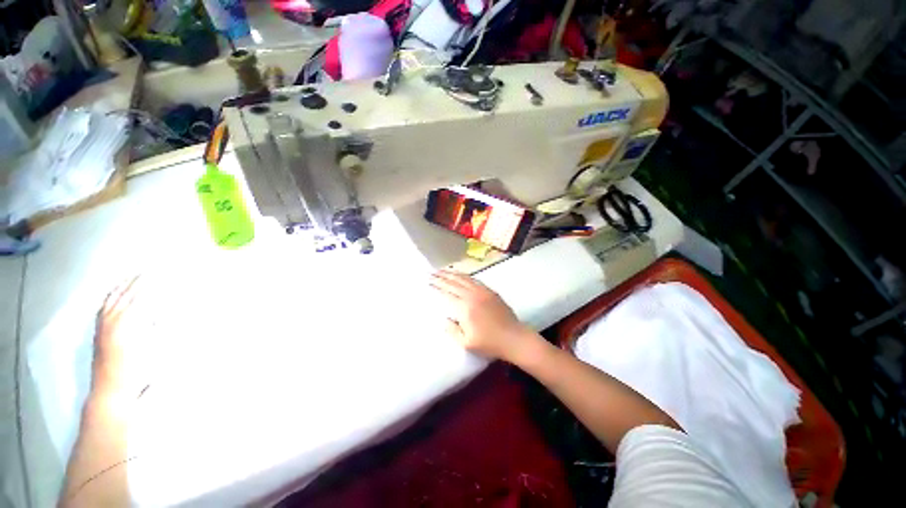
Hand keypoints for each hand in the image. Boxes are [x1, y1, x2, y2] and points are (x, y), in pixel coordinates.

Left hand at [92, 276, 148, 399]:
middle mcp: (111, 320)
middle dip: (136, 281)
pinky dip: (110, 297)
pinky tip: (114, 294)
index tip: (161, 274)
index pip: (140, 297)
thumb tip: (160, 308)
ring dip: (122, 286)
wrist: (110, 391)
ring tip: (131, 275)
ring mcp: (102, 326)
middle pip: (124, 295)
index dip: (150, 285)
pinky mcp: (98, 332)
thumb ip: (154, 325)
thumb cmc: (136, 371)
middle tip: (148, 269)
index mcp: (127, 323)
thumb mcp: (151, 349)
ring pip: (111, 299)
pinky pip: (103, 308)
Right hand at [429, 270, 535, 361]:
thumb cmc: (490, 343)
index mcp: (465, 308)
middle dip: (441, 277)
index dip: (436, 287)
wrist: (514, 338)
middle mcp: (472, 296)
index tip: (428, 281)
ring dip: (452, 274)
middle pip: (454, 283)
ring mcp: (483, 292)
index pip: (447, 293)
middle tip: (431, 273)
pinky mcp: (491, 291)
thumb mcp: (467, 343)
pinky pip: (475, 280)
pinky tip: (460, 275)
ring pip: (464, 279)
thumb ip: (452, 330)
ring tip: (442, 270)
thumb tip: (444, 319)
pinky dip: (465, 276)